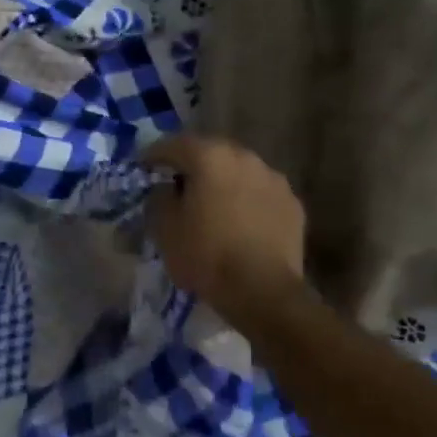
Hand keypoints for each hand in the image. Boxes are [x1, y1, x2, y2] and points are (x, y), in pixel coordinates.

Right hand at [144, 135, 306, 321]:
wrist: (263, 291)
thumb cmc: (207, 256)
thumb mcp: (165, 229)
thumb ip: (159, 199)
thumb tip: (166, 189)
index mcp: (210, 158)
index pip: (174, 145)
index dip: (155, 155)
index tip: (144, 167)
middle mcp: (245, 158)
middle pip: (212, 153)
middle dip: (193, 165)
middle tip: (179, 184)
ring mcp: (274, 179)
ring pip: (240, 172)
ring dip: (224, 182)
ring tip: (213, 205)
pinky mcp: (293, 204)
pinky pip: (261, 194)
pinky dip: (248, 201)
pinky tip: (241, 223)